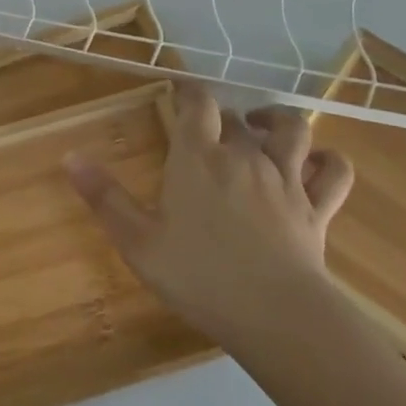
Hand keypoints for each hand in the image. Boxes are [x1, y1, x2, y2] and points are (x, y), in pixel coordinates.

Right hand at [65, 90, 353, 365]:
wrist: (274, 315)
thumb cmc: (197, 275)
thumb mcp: (137, 241)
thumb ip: (104, 197)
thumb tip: (71, 156)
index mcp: (198, 159)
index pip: (197, 105)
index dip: (188, 91)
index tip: (178, 90)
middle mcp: (244, 158)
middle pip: (236, 119)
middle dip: (221, 117)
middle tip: (206, 130)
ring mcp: (287, 181)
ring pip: (293, 131)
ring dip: (277, 121)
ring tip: (262, 126)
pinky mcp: (318, 208)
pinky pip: (335, 172)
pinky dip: (328, 160)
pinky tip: (317, 162)